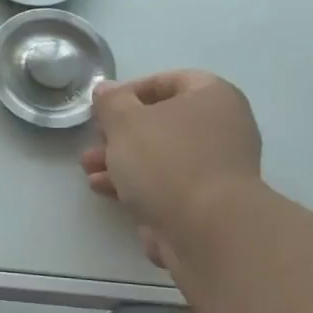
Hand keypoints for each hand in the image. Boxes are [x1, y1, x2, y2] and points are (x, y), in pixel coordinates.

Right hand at [80, 71, 261, 265]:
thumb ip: (111, 102)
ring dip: (121, 162)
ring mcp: (218, 169)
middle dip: (120, 134)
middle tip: (94, 142)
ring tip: (90, 171)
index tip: (103, 108)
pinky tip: (106, 192)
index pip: (169, 81)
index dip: (131, 91)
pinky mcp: (208, 204)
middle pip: (162, 123)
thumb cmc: (167, 161)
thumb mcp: (125, 122)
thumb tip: (106, 89)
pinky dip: (138, 186)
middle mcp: (223, 128)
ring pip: (161, 157)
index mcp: (213, 97)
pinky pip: (168, 186)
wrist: (207, 231)